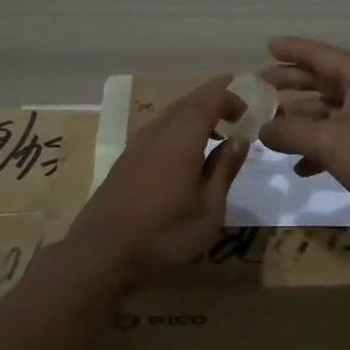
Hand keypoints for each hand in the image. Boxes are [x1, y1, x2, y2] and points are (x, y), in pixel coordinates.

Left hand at [68, 76, 249, 282]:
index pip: (210, 99)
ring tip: (216, 122)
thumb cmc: (164, 234)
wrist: (101, 254)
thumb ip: (224, 169)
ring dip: (195, 110)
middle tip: (237, 99)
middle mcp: (158, 131)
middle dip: (213, 95)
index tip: (249, 110)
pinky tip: (185, 147)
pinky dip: (179, 126)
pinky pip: (159, 129)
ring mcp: (137, 144)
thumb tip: (240, 140)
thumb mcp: (208, 209)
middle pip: (189, 101)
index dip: (232, 97)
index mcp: (182, 137)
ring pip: (171, 113)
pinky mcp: (126, 160)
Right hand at [259, 37, 349, 227]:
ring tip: (271, 130)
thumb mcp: (330, 141)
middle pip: (324, 80)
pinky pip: (340, 139)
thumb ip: (291, 132)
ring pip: (330, 112)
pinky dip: (319, 148)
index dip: (292, 50)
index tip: (266, 46)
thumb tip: (263, 129)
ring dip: (302, 120)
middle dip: (292, 83)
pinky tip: (300, 167)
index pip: (321, 54)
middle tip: (261, 86)